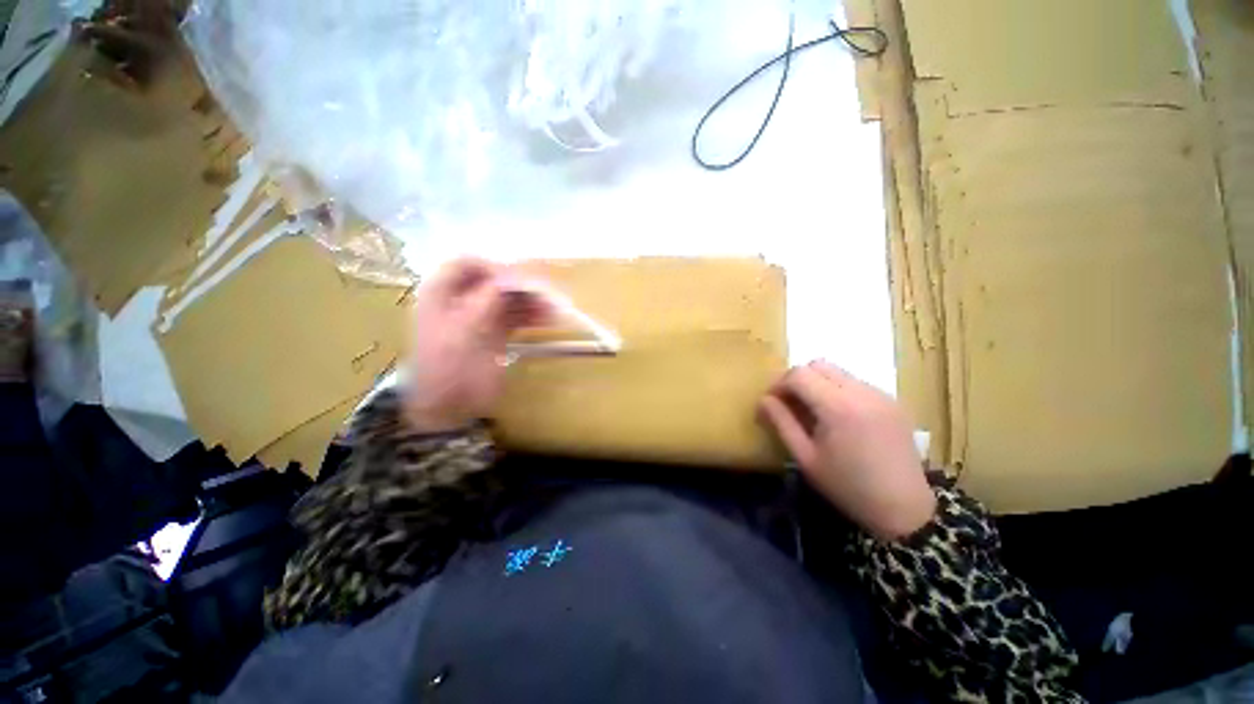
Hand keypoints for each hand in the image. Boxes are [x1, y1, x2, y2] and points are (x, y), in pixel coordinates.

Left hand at [404, 258, 549, 432]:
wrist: (450, 407)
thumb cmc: (450, 367)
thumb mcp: (465, 328)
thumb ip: (488, 298)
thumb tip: (515, 276)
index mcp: (442, 292)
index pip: (470, 264)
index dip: (496, 268)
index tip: (522, 282)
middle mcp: (461, 299)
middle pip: (495, 280)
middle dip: (522, 286)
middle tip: (548, 296)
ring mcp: (480, 315)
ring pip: (510, 298)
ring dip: (532, 301)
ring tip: (555, 310)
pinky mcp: (496, 332)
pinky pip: (517, 316)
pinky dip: (533, 315)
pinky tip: (549, 320)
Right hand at [758, 361, 935, 540]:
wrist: (904, 509)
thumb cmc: (847, 486)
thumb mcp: (805, 457)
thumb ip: (781, 422)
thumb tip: (763, 400)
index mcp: (838, 407)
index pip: (798, 374)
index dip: (778, 384)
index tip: (771, 403)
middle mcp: (861, 392)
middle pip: (818, 365)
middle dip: (797, 379)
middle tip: (790, 404)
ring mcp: (880, 394)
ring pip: (837, 372)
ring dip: (818, 383)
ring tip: (813, 412)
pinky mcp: (892, 401)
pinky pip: (855, 383)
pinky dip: (837, 390)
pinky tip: (838, 418)